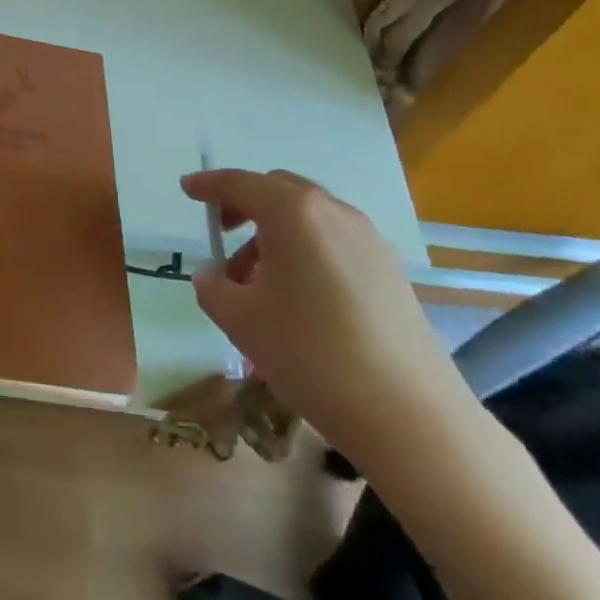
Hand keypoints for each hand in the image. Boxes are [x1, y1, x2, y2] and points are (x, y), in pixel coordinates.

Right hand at [184, 169, 478, 473]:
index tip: (187, 189)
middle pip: (278, 190)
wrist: (411, 416)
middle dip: (245, 204)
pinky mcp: (391, 271)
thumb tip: (213, 277)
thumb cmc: (311, 354)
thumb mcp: (241, 321)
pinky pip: (335, 242)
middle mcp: (332, 212)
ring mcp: (369, 240)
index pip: (239, 183)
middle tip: (223, 233)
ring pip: (309, 217)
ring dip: (276, 233)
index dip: (209, 185)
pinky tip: (300, 299)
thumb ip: (213, 288)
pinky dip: (307, 251)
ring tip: (258, 282)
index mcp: (292, 212)